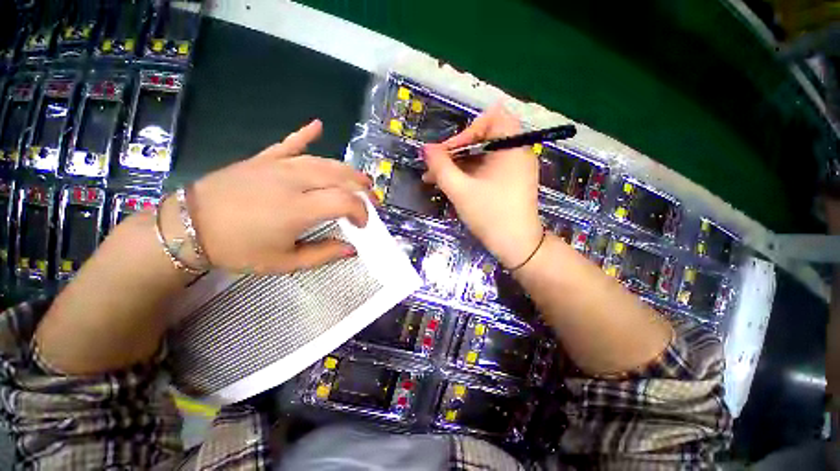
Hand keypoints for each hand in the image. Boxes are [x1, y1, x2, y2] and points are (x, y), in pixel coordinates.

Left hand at [190, 120, 371, 273]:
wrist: (189, 227)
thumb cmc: (239, 249)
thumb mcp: (285, 262)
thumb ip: (323, 255)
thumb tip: (351, 249)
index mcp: (298, 209)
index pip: (345, 201)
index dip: (362, 212)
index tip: (362, 225)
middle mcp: (293, 182)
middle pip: (340, 177)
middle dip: (362, 189)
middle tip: (372, 201)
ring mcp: (277, 166)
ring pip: (324, 161)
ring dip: (347, 170)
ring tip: (361, 180)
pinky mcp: (263, 159)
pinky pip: (289, 143)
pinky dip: (305, 134)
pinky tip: (318, 125)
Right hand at [422, 105, 542, 268]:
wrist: (517, 246)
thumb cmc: (491, 215)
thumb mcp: (460, 190)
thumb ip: (441, 167)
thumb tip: (425, 148)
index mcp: (511, 147)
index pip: (491, 118)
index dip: (466, 131)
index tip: (448, 152)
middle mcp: (516, 152)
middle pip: (483, 138)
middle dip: (455, 152)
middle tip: (434, 168)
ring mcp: (514, 168)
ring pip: (481, 156)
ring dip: (457, 165)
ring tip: (433, 180)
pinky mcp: (509, 181)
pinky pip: (486, 169)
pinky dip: (468, 174)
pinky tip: (450, 185)